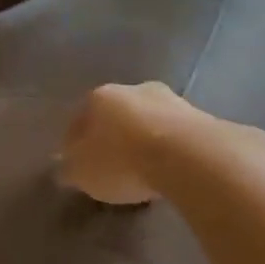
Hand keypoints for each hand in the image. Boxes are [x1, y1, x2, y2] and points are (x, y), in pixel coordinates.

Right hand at [57, 82, 192, 205]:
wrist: (187, 156)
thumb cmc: (122, 161)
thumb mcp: (81, 173)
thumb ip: (68, 169)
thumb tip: (64, 166)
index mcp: (98, 98)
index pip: (78, 121)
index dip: (75, 145)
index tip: (78, 167)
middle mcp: (132, 90)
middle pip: (115, 116)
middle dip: (112, 137)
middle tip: (112, 166)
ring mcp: (170, 100)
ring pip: (147, 122)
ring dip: (143, 141)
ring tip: (143, 171)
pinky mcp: (200, 117)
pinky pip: (174, 136)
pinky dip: (168, 149)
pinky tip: (168, 169)